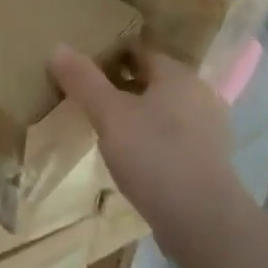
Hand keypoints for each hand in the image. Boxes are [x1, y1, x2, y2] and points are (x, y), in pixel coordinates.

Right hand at [48, 47, 244, 248]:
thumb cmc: (154, 156)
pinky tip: (134, 159)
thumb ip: (84, 81)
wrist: (202, 220)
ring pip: (165, 110)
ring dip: (139, 115)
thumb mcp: (110, 115)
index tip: (83, 70)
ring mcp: (209, 129)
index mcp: (178, 74)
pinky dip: (153, 140)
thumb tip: (58, 47)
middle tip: (90, 99)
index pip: (140, 51)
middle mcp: (199, 94)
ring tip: (107, 130)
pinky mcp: (210, 160)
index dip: (111, 56)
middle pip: (154, 80)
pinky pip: (174, 137)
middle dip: (123, 86)